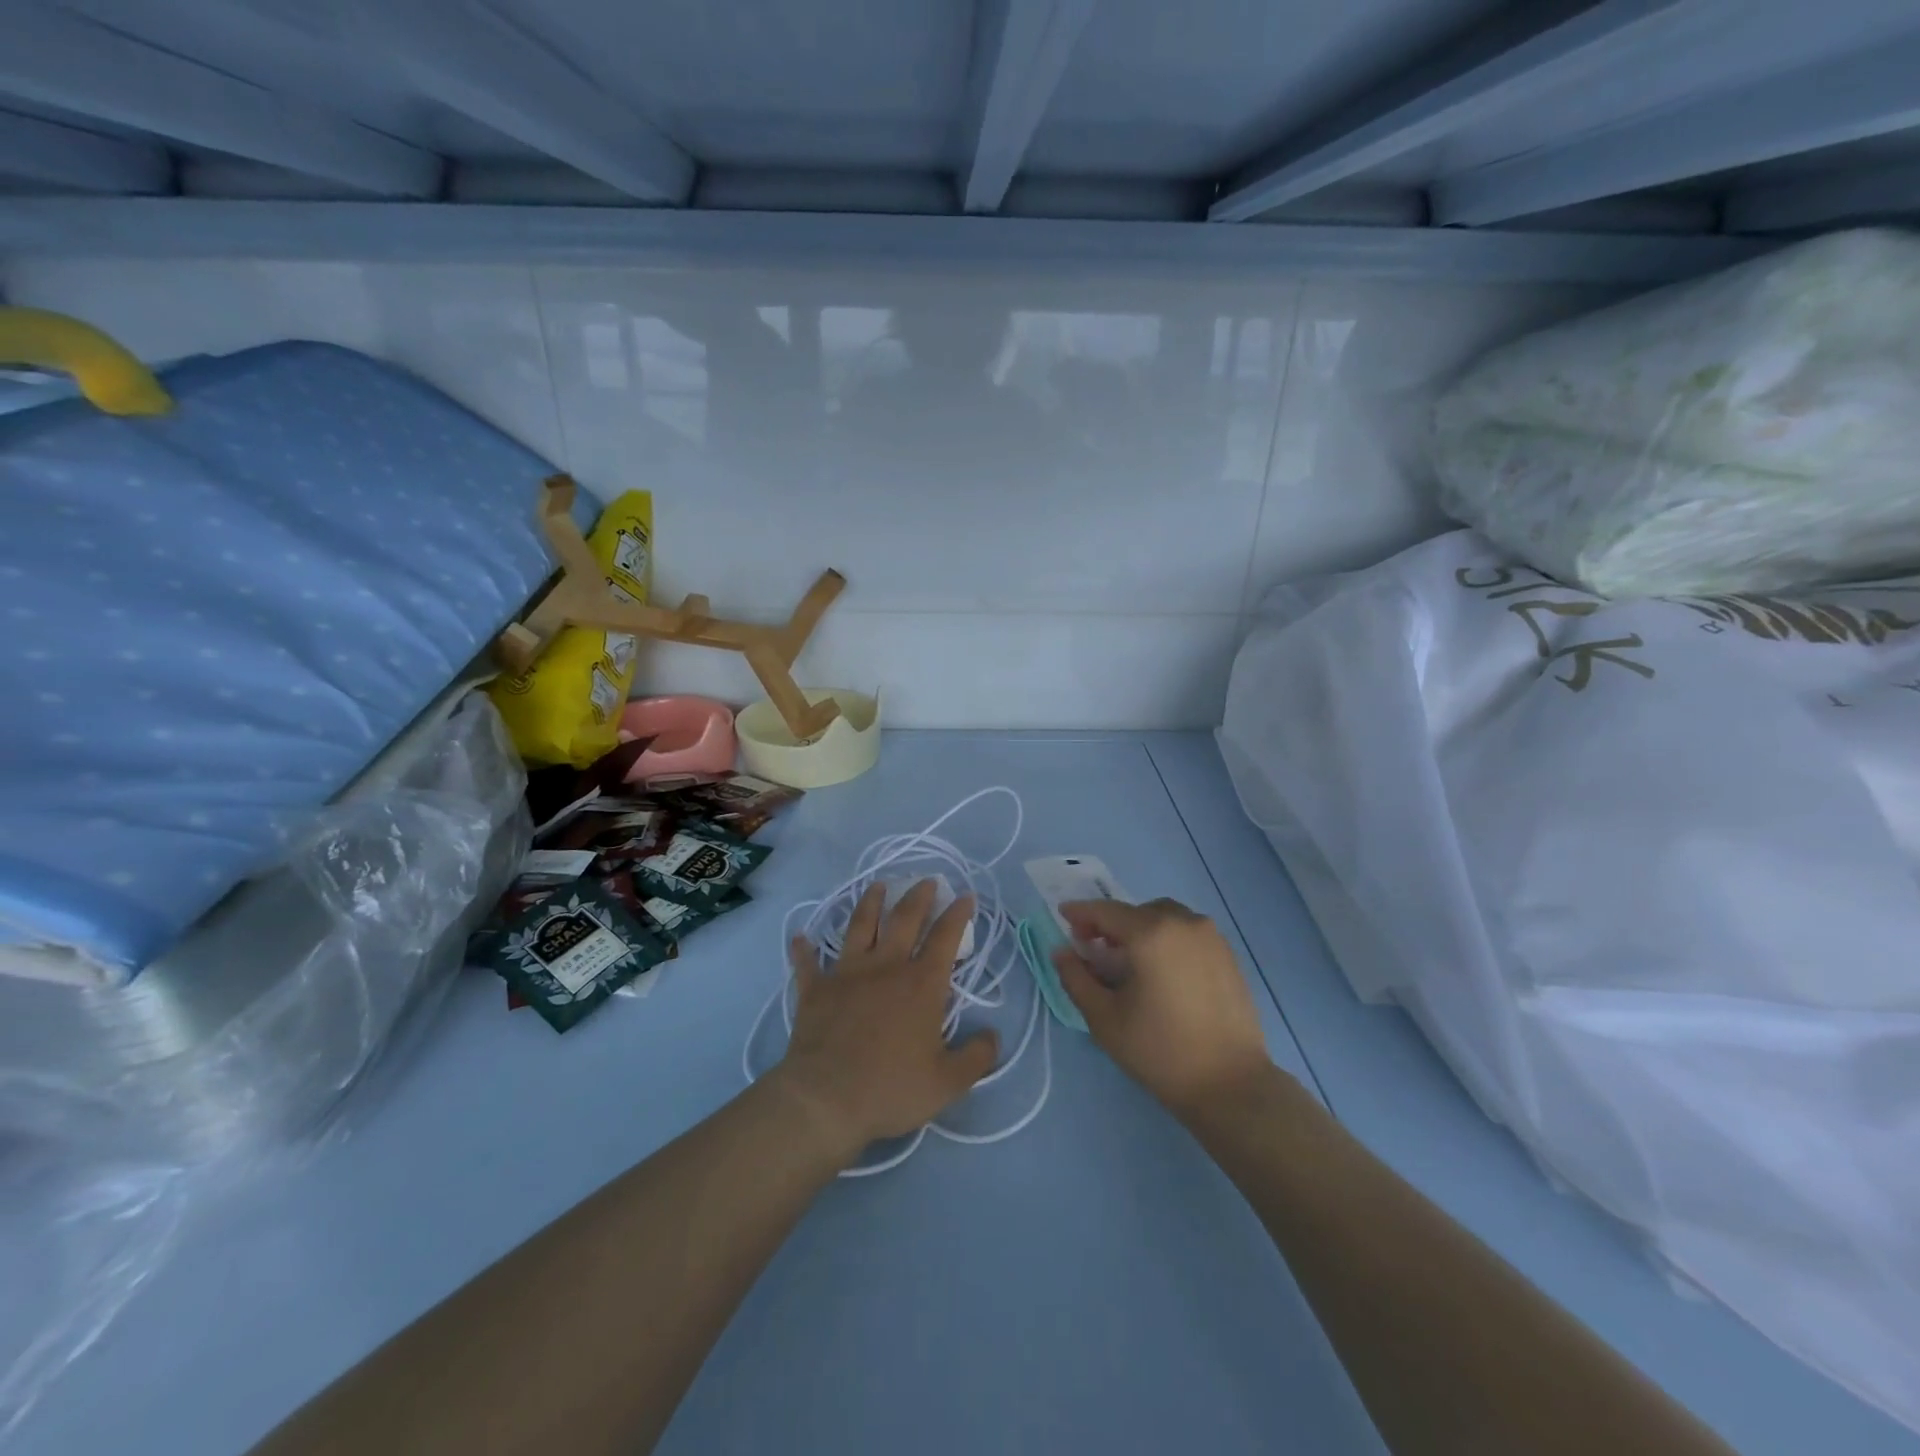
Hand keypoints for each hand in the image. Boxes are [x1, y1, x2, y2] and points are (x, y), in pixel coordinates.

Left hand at [773, 880, 998, 1162]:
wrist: (826, 1099)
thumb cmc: (891, 1088)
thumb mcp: (948, 1082)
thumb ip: (977, 1057)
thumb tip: (994, 1036)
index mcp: (921, 984)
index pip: (945, 938)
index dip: (958, 914)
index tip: (965, 895)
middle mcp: (885, 967)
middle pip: (904, 920)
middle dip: (918, 896)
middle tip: (926, 880)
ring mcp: (847, 974)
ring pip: (859, 927)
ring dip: (869, 903)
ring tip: (876, 886)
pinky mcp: (815, 990)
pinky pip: (807, 964)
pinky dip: (803, 949)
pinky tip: (799, 937)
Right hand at [1053, 898, 1274, 1120]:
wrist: (1231, 1084)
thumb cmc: (1160, 1051)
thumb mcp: (1105, 1018)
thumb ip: (1076, 978)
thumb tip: (1061, 951)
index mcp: (1151, 933)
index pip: (1106, 911)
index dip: (1081, 913)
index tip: (1063, 916)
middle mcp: (1183, 923)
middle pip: (1136, 911)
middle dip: (1110, 924)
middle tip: (1094, 947)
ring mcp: (1210, 937)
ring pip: (1164, 917)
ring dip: (1140, 928)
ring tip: (1128, 959)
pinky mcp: (1228, 954)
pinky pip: (1187, 932)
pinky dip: (1166, 938)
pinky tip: (1160, 970)